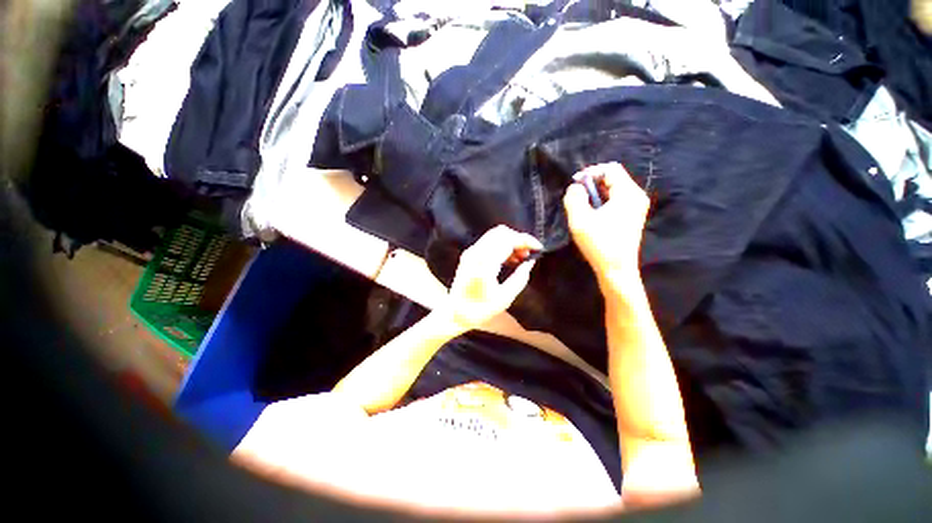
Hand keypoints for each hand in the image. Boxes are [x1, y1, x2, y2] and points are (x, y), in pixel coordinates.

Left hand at [442, 225, 542, 331]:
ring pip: (494, 235)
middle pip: (501, 232)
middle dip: (518, 239)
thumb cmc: (479, 309)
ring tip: (521, 257)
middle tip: (529, 254)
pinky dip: (501, 245)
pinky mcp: (469, 255)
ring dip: (510, 241)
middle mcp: (476, 253)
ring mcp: (470, 252)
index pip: (507, 240)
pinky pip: (488, 242)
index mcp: (484, 263)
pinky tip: (510, 259)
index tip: (539, 248)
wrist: (454, 313)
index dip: (525, 240)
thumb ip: (519, 278)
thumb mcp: (504, 298)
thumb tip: (530, 262)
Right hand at [563, 162, 649, 285]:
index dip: (591, 172)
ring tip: (582, 206)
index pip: (611, 169)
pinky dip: (603, 202)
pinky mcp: (633, 217)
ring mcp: (637, 207)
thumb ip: (574, 199)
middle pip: (614, 178)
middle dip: (592, 183)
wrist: (617, 269)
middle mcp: (636, 196)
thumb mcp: (580, 220)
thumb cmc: (599, 244)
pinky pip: (617, 200)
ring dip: (596, 194)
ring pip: (614, 189)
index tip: (575, 184)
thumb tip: (575, 187)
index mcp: (628, 194)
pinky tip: (592, 215)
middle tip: (576, 196)